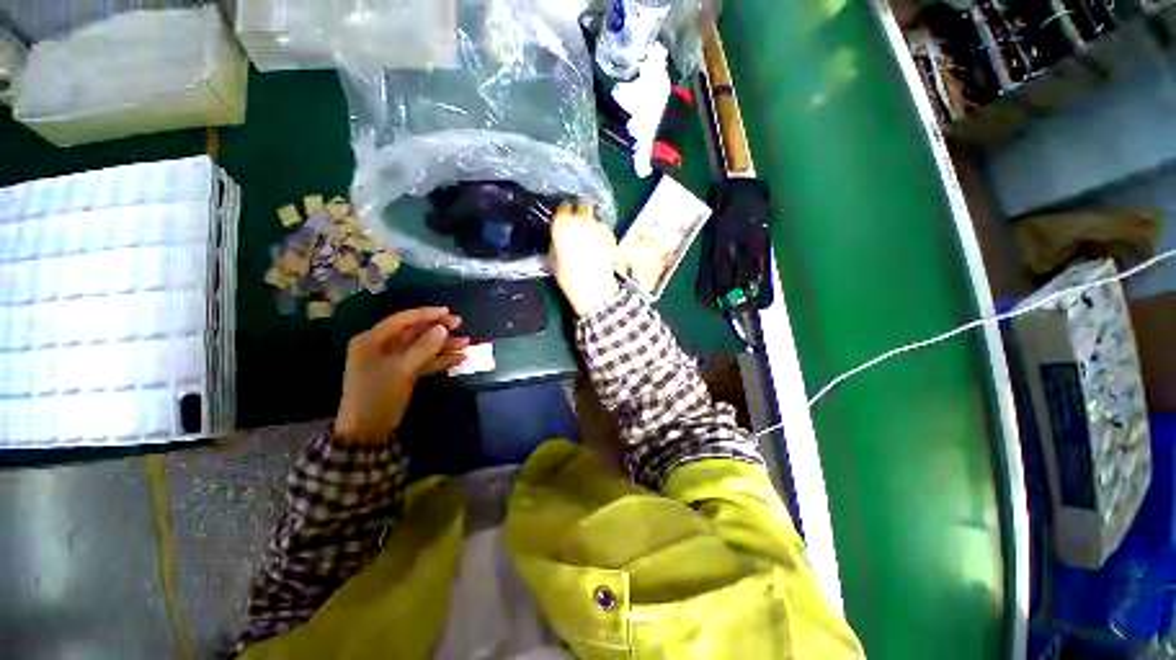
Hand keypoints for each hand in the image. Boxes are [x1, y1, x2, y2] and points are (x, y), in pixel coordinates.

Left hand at [334, 308, 469, 445]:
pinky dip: (439, 359)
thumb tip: (443, 328)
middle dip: (437, 328)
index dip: (425, 314)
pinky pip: (423, 361)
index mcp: (372, 340)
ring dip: (443, 345)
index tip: (448, 311)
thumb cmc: (378, 396)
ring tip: (466, 342)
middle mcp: (382, 347)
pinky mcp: (402, 373)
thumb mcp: (402, 370)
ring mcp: (393, 361)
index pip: (402, 320)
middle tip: (459, 324)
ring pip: (421, 347)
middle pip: (414, 332)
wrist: (366, 431)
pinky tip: (458, 358)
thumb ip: (423, 348)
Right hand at [551, 202, 620, 315]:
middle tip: (577, 225)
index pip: (563, 209)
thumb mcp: (554, 260)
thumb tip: (560, 236)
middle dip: (579, 213)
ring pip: (593, 218)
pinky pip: (603, 229)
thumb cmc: (569, 279)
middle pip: (581, 207)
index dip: (564, 215)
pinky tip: (598, 245)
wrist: (593, 290)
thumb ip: (557, 242)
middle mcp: (581, 222)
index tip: (563, 220)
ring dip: (590, 223)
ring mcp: (598, 227)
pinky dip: (600, 233)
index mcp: (563, 226)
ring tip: (588, 238)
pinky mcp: (610, 236)